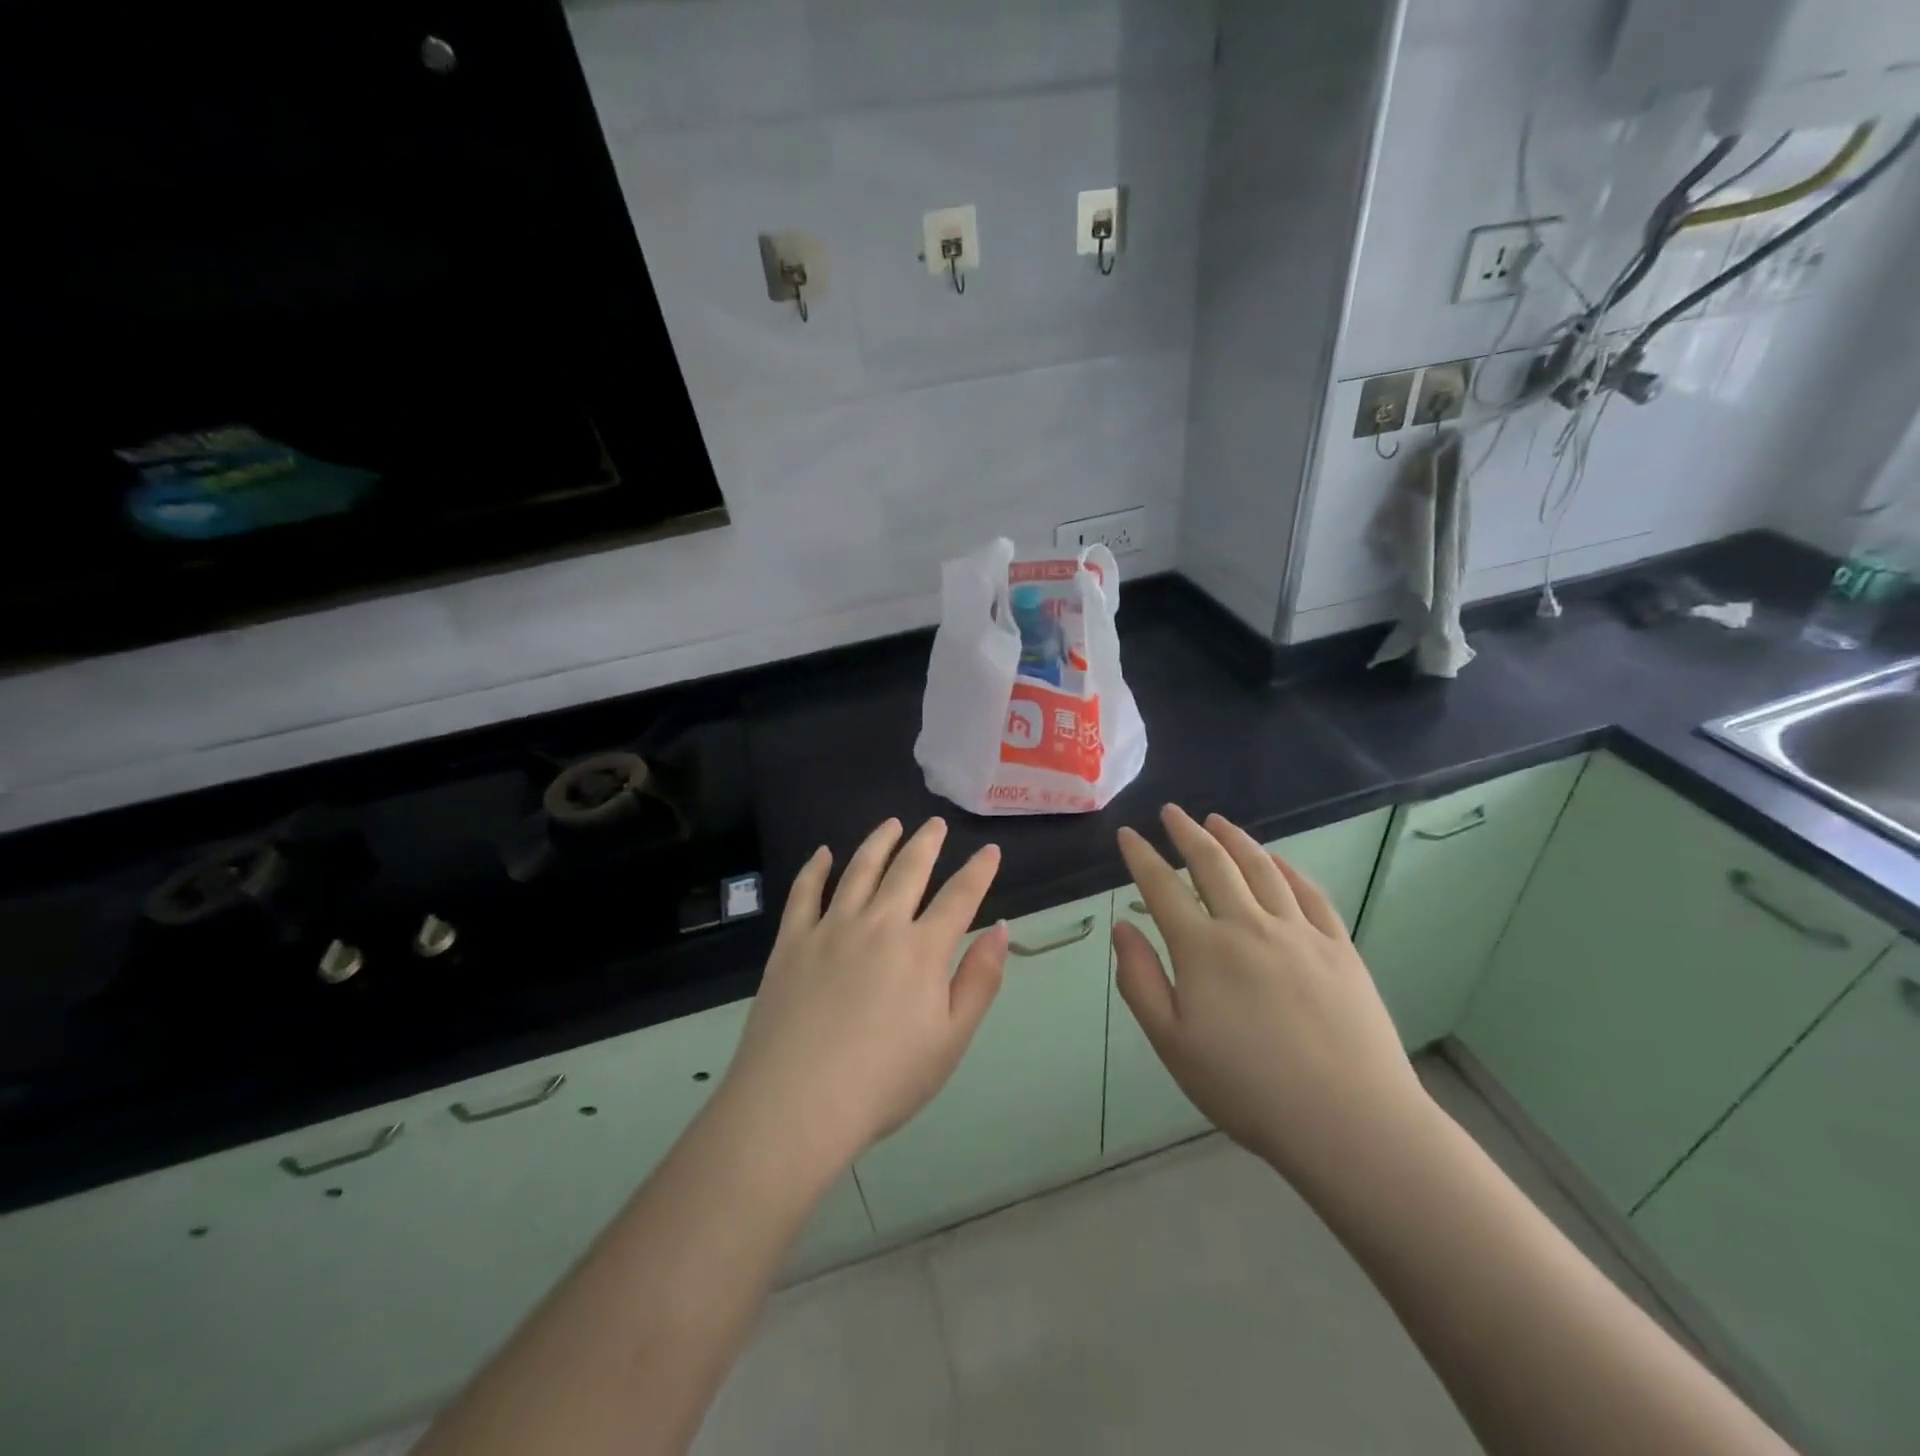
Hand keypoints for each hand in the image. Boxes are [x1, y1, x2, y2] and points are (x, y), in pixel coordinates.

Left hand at [717, 817, 1006, 1181]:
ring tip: (891, 824)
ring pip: (860, 869)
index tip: (990, 850)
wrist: (797, 1103)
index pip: (959, 897)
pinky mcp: (792, 941)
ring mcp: (831, 928)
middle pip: (908, 870)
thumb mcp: (951, 1041)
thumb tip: (1000, 929)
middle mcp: (879, 924)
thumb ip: (979, 981)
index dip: (978, 871)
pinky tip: (824, 854)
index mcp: (922, 949)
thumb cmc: (885, 1081)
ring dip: (879, 842)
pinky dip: (816, 868)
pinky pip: (805, 892)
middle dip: (927, 843)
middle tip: (935, 824)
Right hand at [1113, 805, 1427, 1186]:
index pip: (1161, 887)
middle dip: (1186, 833)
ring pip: (1261, 868)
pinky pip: (1309, 893)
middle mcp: (1248, 926)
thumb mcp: (1172, 1044)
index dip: (1141, 856)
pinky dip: (1287, 868)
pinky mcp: (1339, 947)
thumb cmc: (1247, 1089)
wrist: (1349, 1122)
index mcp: (1202, 949)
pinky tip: (1276, 860)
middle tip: (1172, 812)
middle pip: (1212, 864)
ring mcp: (1298, 932)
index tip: (1127, 834)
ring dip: (1235, 839)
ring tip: (1217, 821)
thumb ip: (1140, 981)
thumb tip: (1122, 927)